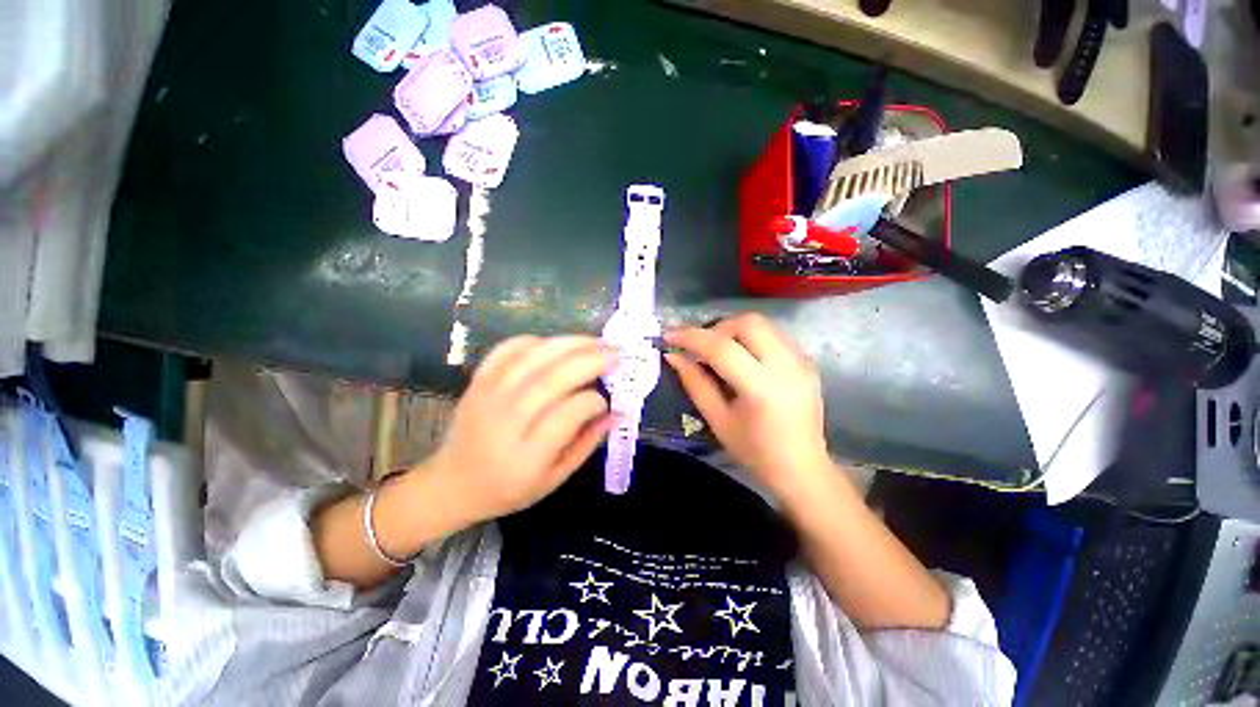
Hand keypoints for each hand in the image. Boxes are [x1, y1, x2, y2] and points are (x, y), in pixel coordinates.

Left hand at [428, 335, 615, 524]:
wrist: (452, 484)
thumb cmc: (509, 488)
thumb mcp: (555, 479)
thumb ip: (587, 444)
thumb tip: (615, 412)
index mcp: (526, 456)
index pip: (566, 415)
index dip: (592, 401)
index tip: (607, 400)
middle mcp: (505, 421)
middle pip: (550, 379)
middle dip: (588, 361)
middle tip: (615, 353)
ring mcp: (487, 396)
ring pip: (531, 359)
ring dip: (569, 344)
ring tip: (596, 341)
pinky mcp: (477, 381)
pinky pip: (507, 350)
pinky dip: (535, 341)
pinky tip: (556, 344)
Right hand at [664, 314, 832, 503]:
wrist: (802, 468)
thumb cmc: (754, 451)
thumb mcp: (717, 419)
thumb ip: (694, 383)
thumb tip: (673, 356)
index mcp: (762, 389)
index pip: (722, 348)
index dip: (691, 338)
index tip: (669, 336)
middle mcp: (787, 367)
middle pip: (748, 323)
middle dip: (717, 328)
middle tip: (702, 347)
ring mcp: (802, 362)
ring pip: (763, 323)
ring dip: (735, 330)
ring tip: (720, 351)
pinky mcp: (807, 361)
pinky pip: (775, 334)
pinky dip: (752, 338)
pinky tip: (744, 358)